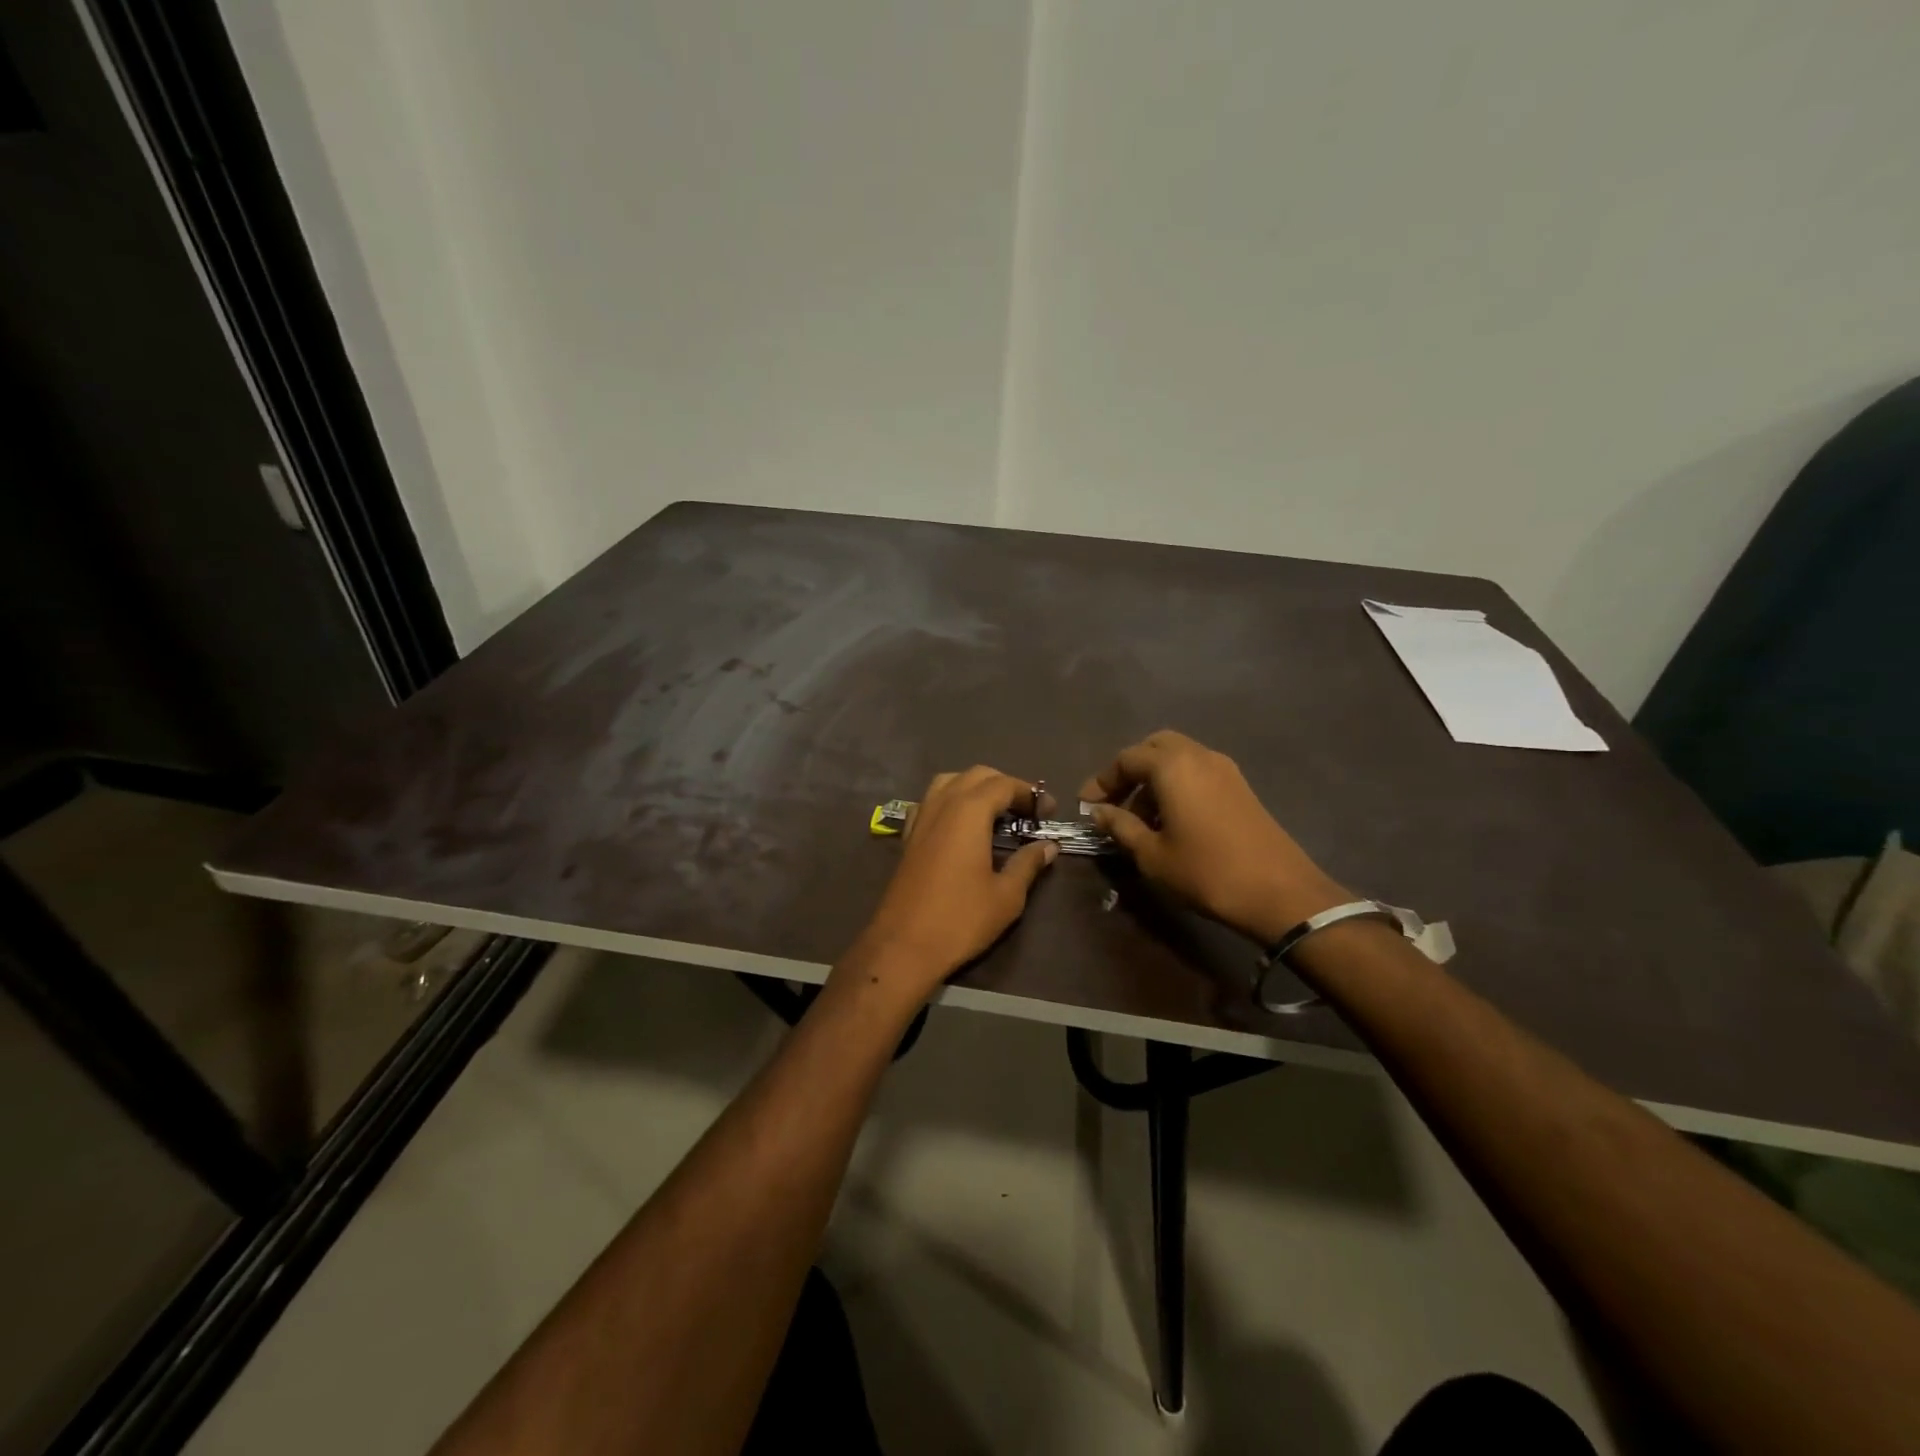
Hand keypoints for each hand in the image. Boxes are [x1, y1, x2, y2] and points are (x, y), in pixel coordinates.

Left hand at [844, 766, 1058, 1005]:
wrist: (903, 946)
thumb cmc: (961, 919)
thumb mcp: (1006, 896)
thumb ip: (1028, 864)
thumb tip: (1048, 846)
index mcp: (969, 812)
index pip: (1004, 785)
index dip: (1030, 794)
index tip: (1049, 812)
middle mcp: (942, 804)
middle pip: (977, 775)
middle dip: (1005, 786)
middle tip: (1027, 812)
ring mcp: (920, 818)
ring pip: (949, 782)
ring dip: (975, 788)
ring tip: (996, 814)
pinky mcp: (908, 836)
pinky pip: (930, 802)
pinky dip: (950, 801)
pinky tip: (961, 827)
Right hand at [1079, 730, 1346, 945]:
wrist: (1279, 892)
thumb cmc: (1205, 872)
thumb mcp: (1151, 854)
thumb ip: (1120, 826)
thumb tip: (1098, 812)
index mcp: (1172, 766)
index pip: (1127, 759)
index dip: (1102, 781)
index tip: (1087, 806)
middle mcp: (1199, 756)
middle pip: (1155, 748)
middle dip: (1130, 771)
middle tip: (1115, 802)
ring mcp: (1225, 769)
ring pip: (1179, 758)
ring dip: (1154, 779)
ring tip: (1141, 819)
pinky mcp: (1241, 787)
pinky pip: (1198, 771)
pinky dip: (1178, 785)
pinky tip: (1172, 820)